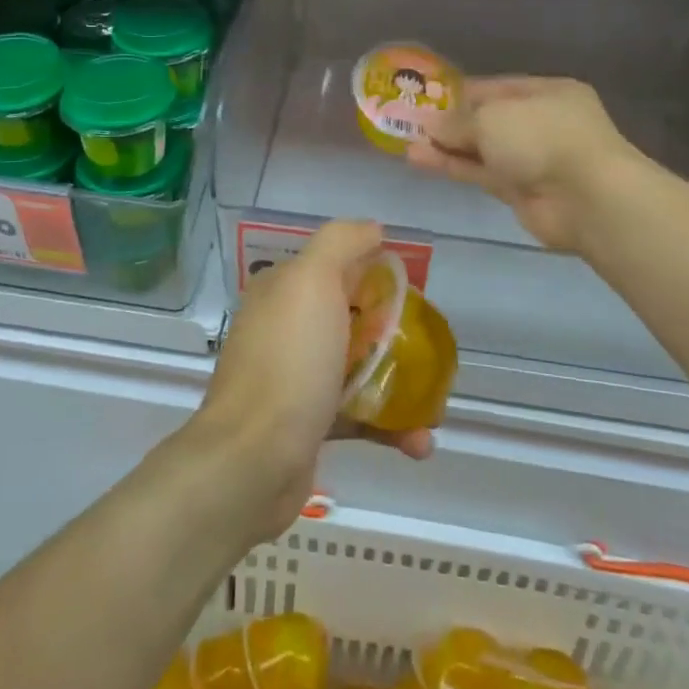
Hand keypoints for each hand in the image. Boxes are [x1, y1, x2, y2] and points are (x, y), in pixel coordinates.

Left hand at [190, 220, 434, 545]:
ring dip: (399, 383)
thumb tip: (373, 229)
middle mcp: (286, 328)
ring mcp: (296, 378)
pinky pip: (357, 415)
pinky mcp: (308, 424)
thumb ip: (340, 242)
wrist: (253, 459)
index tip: (412, 292)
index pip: (335, 266)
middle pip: (352, 317)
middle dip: (394, 332)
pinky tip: (420, 443)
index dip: (375, 273)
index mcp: (283, 290)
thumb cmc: (289, 361)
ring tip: (435, 404)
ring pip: (358, 368)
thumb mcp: (311, 280)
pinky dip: (390, 426)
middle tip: (429, 348)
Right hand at [408, 76, 637, 250]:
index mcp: (546, 92)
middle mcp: (541, 122)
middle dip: (450, 123)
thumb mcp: (492, 117)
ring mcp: (532, 159)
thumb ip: (457, 120)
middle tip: (410, 123)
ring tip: (406, 145)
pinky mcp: (520, 191)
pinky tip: (419, 160)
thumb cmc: (542, 136)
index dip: (459, 93)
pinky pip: (480, 173)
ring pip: (481, 149)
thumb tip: (429, 123)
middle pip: (488, 120)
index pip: (495, 87)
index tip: (426, 99)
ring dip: (446, 147)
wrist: (586, 198)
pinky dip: (453, 167)